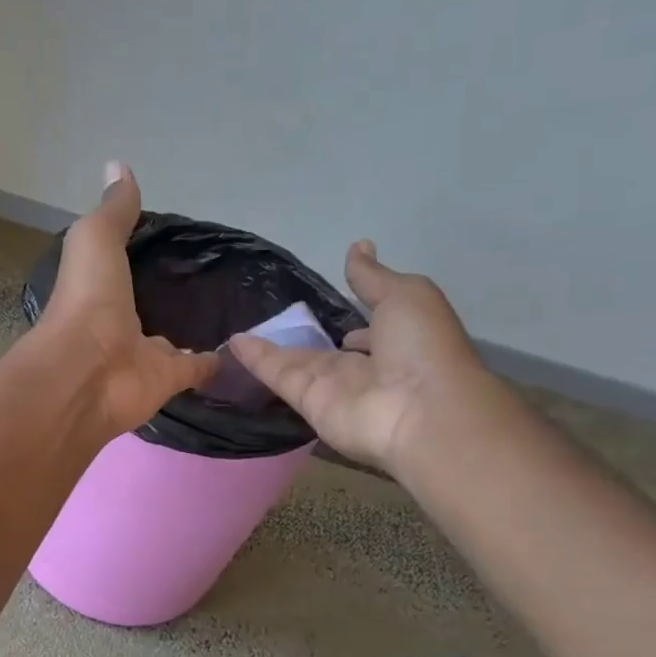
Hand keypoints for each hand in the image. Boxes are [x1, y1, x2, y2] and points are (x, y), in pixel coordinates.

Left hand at [36, 162, 218, 433]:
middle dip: (169, 296)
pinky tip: (243, 348)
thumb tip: (118, 165)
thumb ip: (113, 211)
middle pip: (148, 307)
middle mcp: (120, 323)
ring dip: (193, 330)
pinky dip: (218, 362)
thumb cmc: (86, 300)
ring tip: (231, 309)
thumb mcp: (95, 240)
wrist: (87, 372)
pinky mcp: (170, 380)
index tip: (172, 239)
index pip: (123, 269)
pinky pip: (199, 368)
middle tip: (208, 276)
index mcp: (98, 290)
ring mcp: (144, 355)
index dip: (141, 255)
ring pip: (174, 341)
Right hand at [227, 241, 486, 473]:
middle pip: (326, 349)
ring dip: (269, 346)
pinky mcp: (308, 401)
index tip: (330, 305)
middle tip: (272, 317)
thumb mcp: (405, 295)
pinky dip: (256, 359)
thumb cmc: (423, 347)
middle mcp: (364, 367)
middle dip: (304, 336)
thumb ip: (372, 277)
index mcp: (396, 341)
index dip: (354, 318)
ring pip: (295, 361)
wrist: (422, 410)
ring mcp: (333, 387)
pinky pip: (278, 375)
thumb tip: (358, 246)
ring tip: (237, 326)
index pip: (368, 332)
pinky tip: (232, 342)